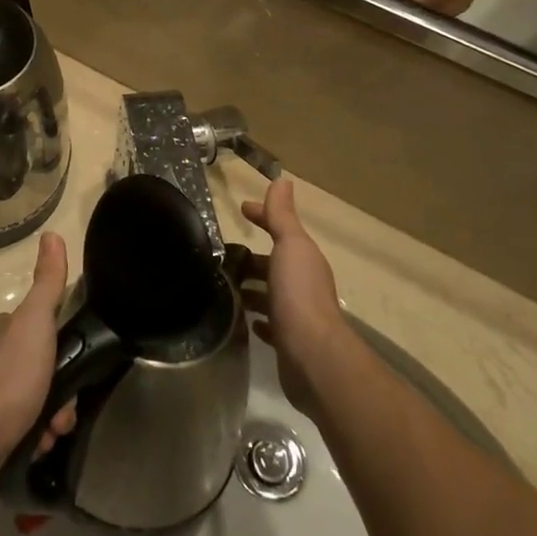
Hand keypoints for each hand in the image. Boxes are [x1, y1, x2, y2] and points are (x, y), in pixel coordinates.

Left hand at [0, 232, 75, 475]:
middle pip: (44, 369)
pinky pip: (25, 428)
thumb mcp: (37, 319)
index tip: (77, 363)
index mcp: (5, 330)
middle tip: (66, 408)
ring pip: (38, 401)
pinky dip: (37, 436)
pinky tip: (40, 443)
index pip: (43, 330)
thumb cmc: (14, 371)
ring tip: (53, 430)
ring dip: (53, 417)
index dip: (64, 347)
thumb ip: (48, 281)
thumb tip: (52, 234)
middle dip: (62, 391)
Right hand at [238, 179, 350, 422]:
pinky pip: (271, 324)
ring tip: (225, 285)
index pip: (281, 229)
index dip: (263, 216)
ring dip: (254, 287)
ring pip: (272, 293)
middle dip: (253, 257)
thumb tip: (282, 179)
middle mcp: (304, 283)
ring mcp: (297, 314)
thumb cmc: (299, 293)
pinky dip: (259, 318)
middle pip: (276, 263)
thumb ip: (282, 215)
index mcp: (304, 258)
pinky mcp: (289, 342)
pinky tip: (246, 320)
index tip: (242, 209)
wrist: (313, 356)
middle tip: (223, 254)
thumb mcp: (290, 245)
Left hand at [390, 0, 522, 15]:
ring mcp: (458, 5)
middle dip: (398, 6)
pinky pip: (438, 10)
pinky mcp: (463, 2)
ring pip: (427, 14)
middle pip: (416, 13)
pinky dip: (425, 5)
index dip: (389, 3)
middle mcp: (448, 4)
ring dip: (412, 7)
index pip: (408, 6)